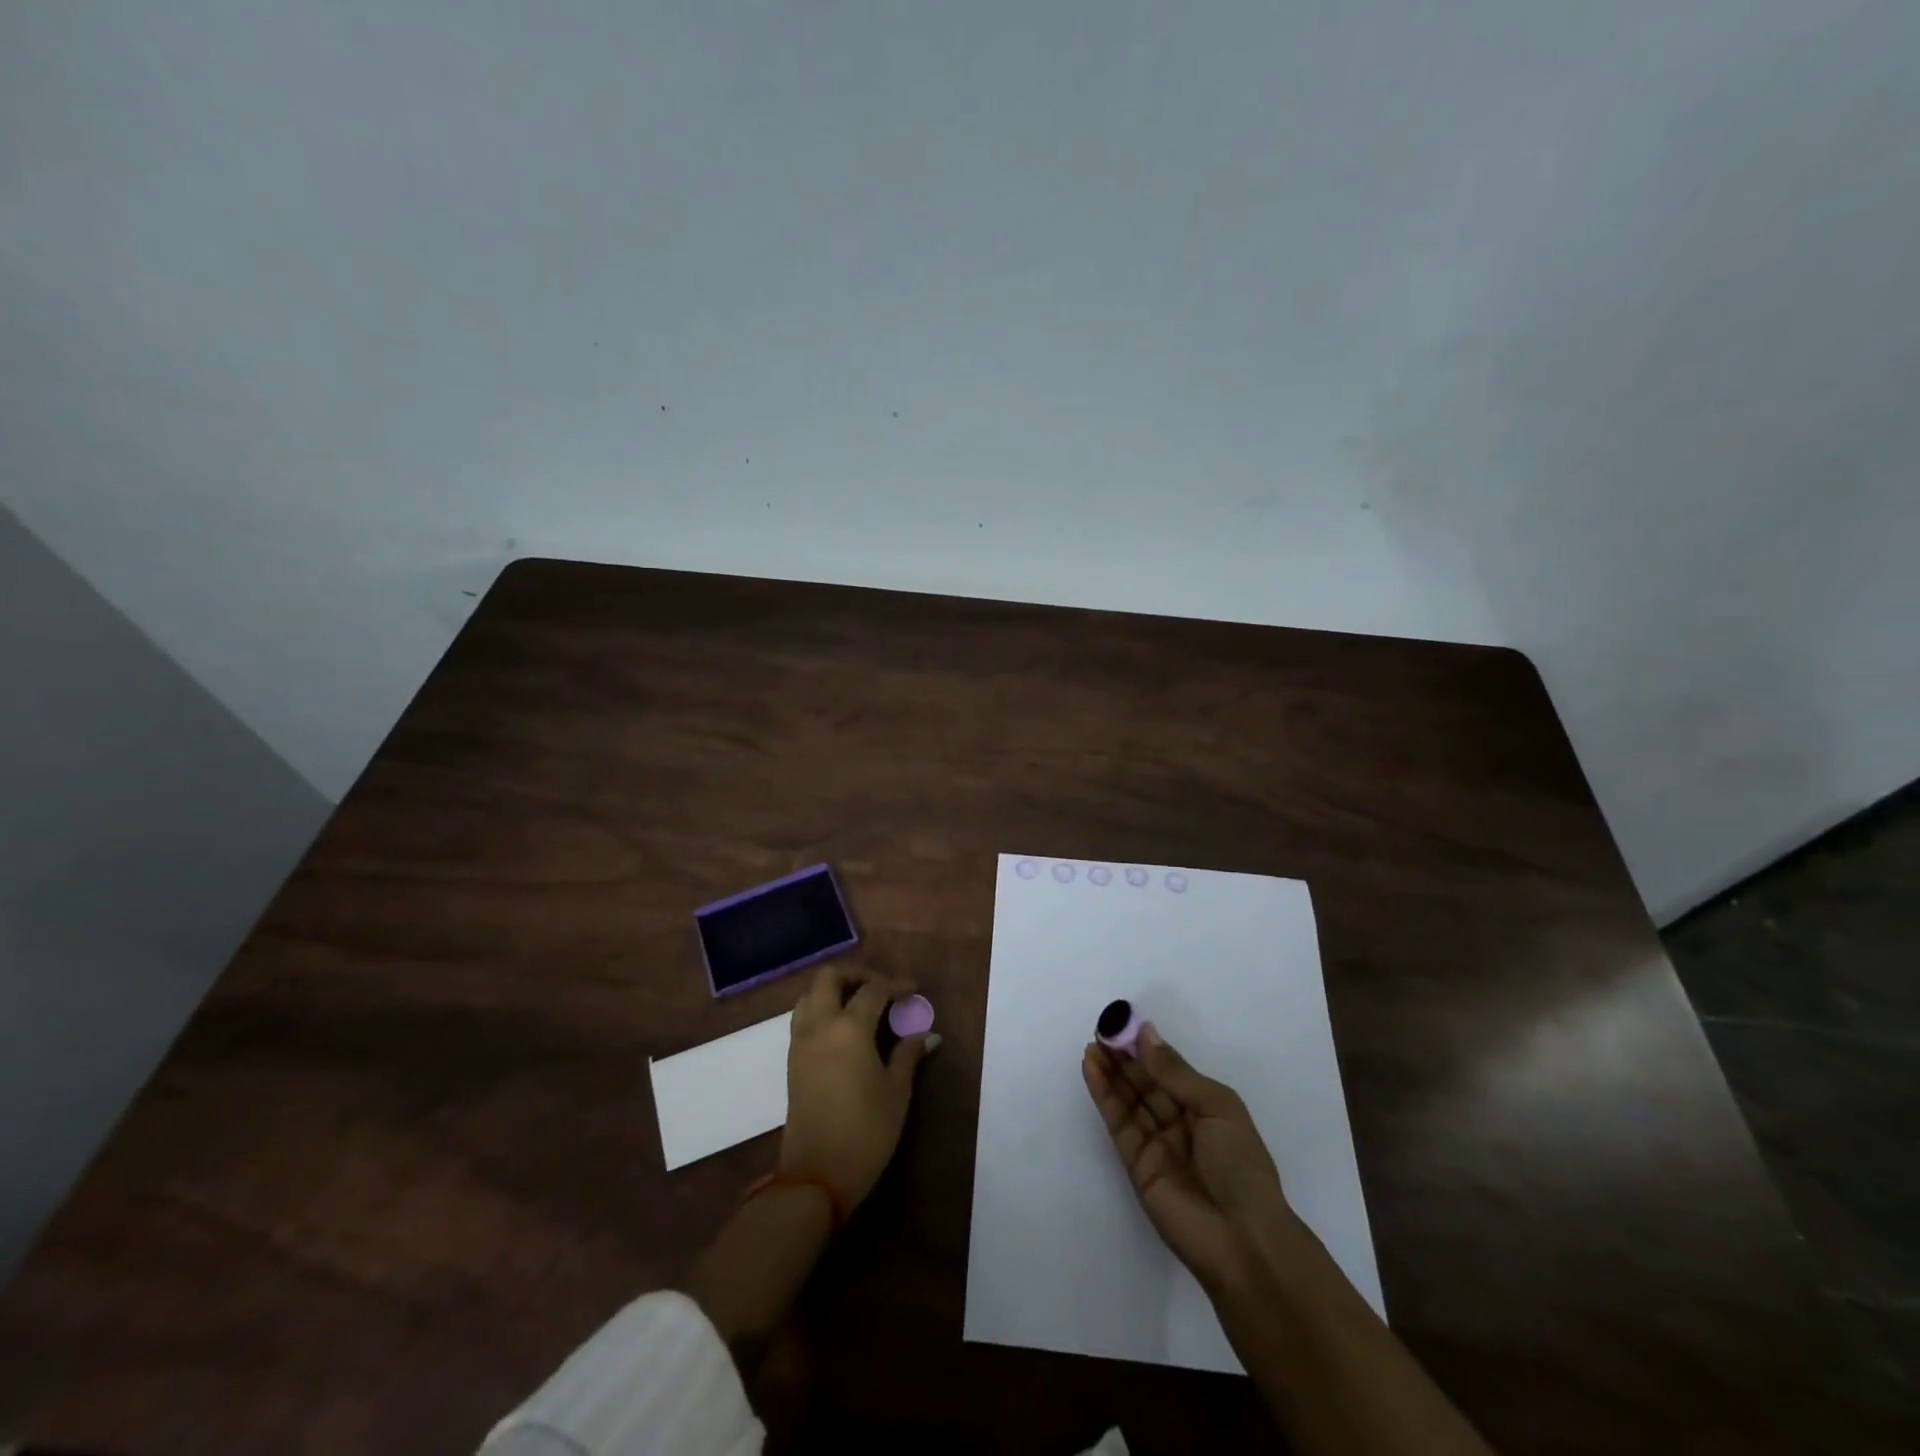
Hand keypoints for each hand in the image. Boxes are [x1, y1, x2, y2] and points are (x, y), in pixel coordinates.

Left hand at [781, 963, 937, 1207]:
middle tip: (881, 987)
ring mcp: (800, 1041)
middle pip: (829, 977)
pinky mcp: (792, 1060)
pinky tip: (843, 1028)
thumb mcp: (896, 1091)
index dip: (896, 984)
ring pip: (810, 994)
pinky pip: (802, 1016)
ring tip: (860, 1004)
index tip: (913, 990)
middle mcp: (820, 1025)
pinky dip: (821, 1008)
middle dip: (856, 974)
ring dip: (834, 989)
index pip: (873, 989)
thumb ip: (908, 1055)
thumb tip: (928, 1034)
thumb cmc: (865, 1131)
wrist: (817, 1175)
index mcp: (849, 1027)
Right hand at [1082, 1024, 1298, 1292]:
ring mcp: (1156, 1143)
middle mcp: (1180, 1122)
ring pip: (1128, 1099)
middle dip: (1124, 1056)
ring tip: (1092, 1044)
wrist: (1242, 1240)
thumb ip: (1175, 1072)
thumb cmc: (1241, 1165)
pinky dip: (1104, 1094)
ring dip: (1110, 1071)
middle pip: (1145, 1082)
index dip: (1146, 1047)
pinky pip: (1118, 1122)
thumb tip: (1146, 1033)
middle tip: (1101, 1029)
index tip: (1123, 1022)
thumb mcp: (1216, 1107)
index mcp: (1206, 1108)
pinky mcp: (1135, 1163)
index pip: (1170, 1070)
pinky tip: (1092, 1068)